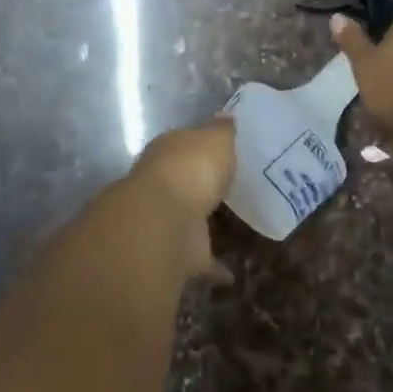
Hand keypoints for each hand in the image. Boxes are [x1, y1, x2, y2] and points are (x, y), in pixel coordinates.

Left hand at [128, 119, 237, 281]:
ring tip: (231, 226)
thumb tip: (226, 116)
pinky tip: (230, 275)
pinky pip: (198, 258)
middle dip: (198, 185)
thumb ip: (222, 131)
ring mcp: (165, 220)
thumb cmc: (192, 168)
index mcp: (167, 151)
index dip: (199, 147)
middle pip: (182, 182)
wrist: (165, 221)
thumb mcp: (215, 139)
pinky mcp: (175, 253)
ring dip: (201, 223)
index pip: (182, 145)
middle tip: (225, 189)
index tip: (219, 153)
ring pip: (186, 218)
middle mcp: (160, 184)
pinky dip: (212, 266)